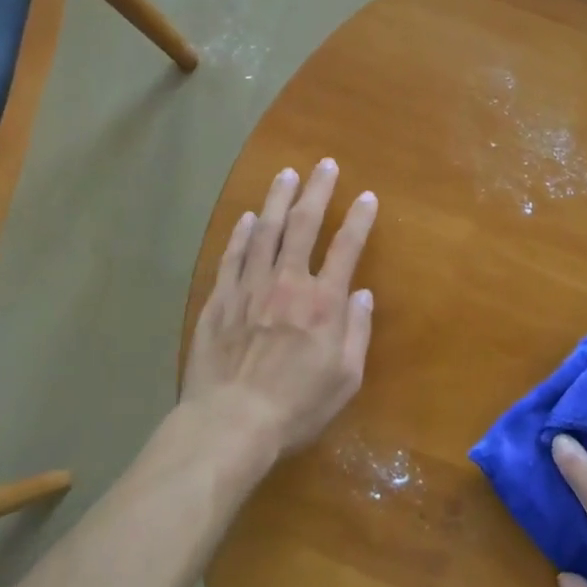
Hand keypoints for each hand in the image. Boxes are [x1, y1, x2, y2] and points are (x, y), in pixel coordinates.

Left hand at [182, 160, 377, 461]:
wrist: (231, 423)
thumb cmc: (296, 406)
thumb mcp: (345, 378)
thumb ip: (357, 331)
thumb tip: (362, 294)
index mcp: (322, 303)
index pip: (346, 248)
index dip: (359, 219)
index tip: (367, 196)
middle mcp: (287, 283)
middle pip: (303, 225)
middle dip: (317, 191)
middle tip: (325, 164)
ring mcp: (249, 287)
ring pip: (264, 231)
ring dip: (277, 199)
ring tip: (287, 174)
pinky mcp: (220, 299)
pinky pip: (232, 256)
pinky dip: (240, 233)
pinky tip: (247, 217)